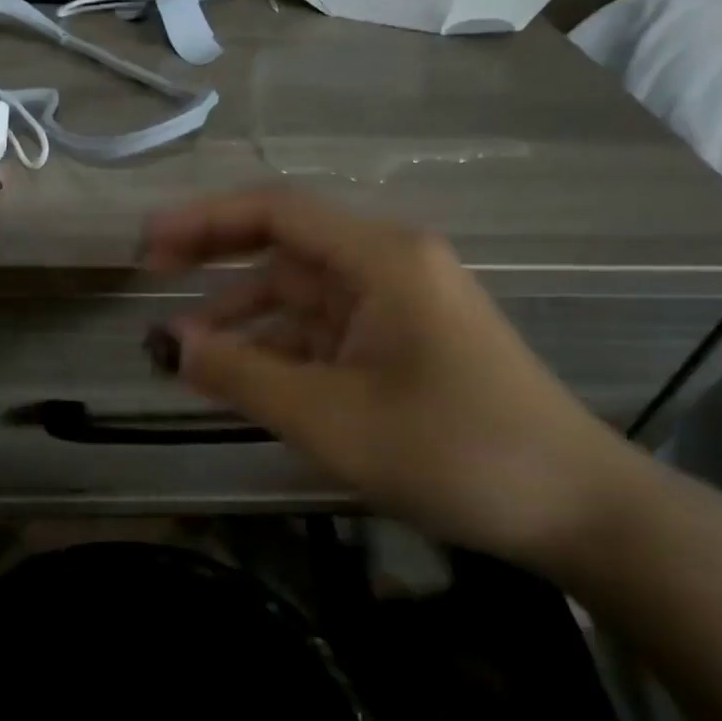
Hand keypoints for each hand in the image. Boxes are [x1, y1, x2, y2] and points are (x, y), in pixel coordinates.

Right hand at [141, 190, 638, 564]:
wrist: (574, 507)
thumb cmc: (451, 451)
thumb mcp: (328, 417)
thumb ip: (241, 374)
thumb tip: (171, 344)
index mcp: (379, 258)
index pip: (275, 212)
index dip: (203, 220)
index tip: (147, 242)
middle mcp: (388, 265)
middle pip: (284, 245)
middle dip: (216, 258)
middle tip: (150, 275)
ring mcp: (398, 303)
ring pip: (300, 293)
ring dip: (243, 315)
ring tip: (184, 348)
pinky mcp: (403, 341)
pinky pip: (324, 329)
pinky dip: (279, 346)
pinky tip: (242, 374)